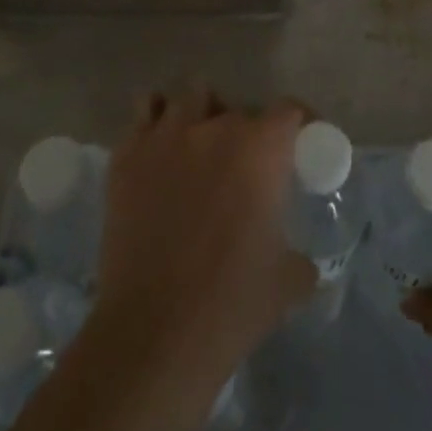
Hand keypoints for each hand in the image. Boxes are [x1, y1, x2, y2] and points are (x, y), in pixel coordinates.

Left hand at [91, 90, 315, 372]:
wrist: (154, 333)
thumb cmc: (231, 304)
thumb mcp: (287, 282)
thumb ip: (300, 258)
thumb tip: (303, 262)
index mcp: (260, 149)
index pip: (289, 110)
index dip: (299, 123)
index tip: (301, 144)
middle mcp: (215, 128)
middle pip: (239, 108)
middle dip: (247, 131)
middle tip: (246, 166)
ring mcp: (166, 135)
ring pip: (191, 97)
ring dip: (202, 116)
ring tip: (200, 147)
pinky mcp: (128, 154)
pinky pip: (145, 112)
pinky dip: (157, 121)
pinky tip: (161, 149)